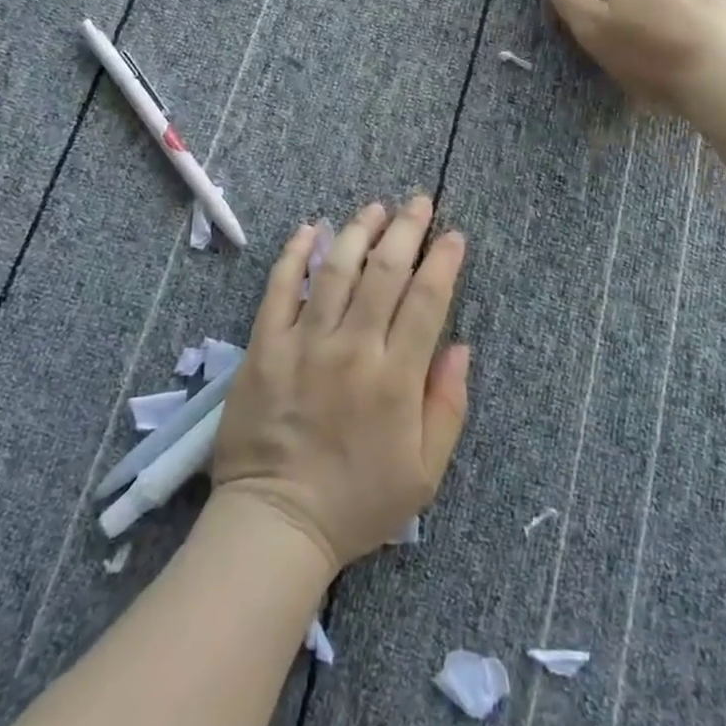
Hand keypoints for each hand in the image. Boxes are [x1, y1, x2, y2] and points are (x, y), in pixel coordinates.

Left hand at [212, 196, 470, 571]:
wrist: (277, 524)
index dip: (444, 261)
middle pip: (385, 273)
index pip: (427, 301)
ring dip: (358, 231)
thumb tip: (460, 347)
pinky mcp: (264, 347)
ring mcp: (304, 344)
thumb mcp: (424, 473)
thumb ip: (447, 406)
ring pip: (336, 271)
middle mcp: (352, 350)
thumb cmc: (357, 502)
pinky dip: (295, 255)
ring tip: (375, 207)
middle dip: (406, 230)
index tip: (454, 235)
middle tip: (419, 202)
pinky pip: (280, 289)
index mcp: (395, 380)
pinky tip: (310, 230)